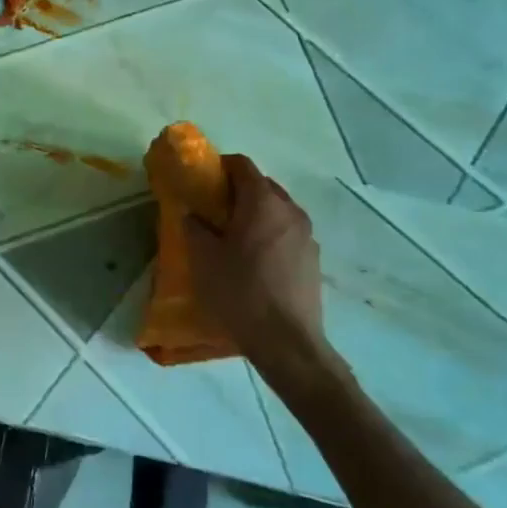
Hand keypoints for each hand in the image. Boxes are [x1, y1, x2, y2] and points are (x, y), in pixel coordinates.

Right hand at [184, 155, 344, 383]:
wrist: (287, 342)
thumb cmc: (240, 292)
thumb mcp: (203, 259)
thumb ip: (194, 227)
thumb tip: (193, 213)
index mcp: (262, 202)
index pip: (242, 166)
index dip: (220, 167)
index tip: (202, 181)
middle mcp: (290, 210)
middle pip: (262, 186)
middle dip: (237, 191)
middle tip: (213, 209)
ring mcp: (307, 235)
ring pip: (277, 210)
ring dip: (255, 214)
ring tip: (233, 237)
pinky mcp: (313, 258)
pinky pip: (287, 233)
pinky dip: (269, 234)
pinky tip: (255, 261)